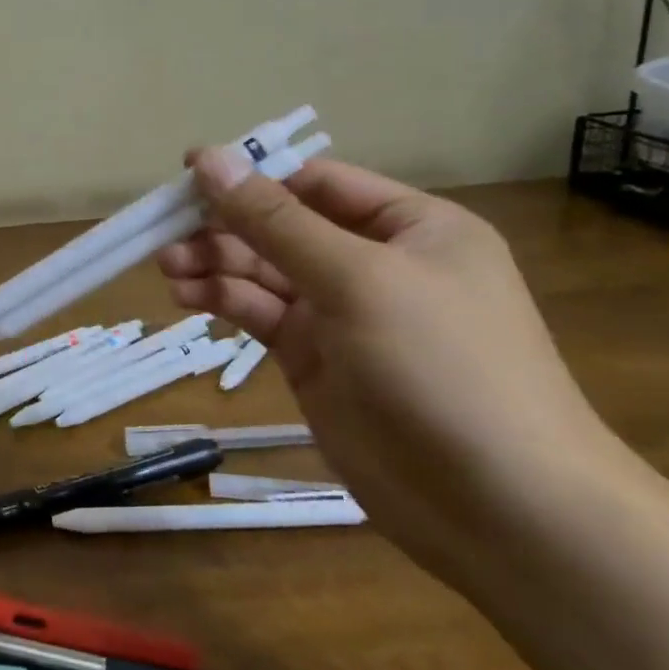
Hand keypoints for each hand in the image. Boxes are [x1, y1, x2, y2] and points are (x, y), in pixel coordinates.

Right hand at [159, 148, 622, 585]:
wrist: (502, 510)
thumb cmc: (443, 367)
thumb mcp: (356, 279)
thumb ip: (274, 221)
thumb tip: (209, 159)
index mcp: (411, 228)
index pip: (315, 183)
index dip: (251, 175)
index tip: (187, 176)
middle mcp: (375, 263)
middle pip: (281, 227)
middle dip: (224, 227)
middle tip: (166, 233)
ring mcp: (342, 314)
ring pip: (262, 271)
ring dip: (214, 263)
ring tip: (168, 267)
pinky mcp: (313, 358)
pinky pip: (259, 313)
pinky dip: (222, 300)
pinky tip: (186, 297)